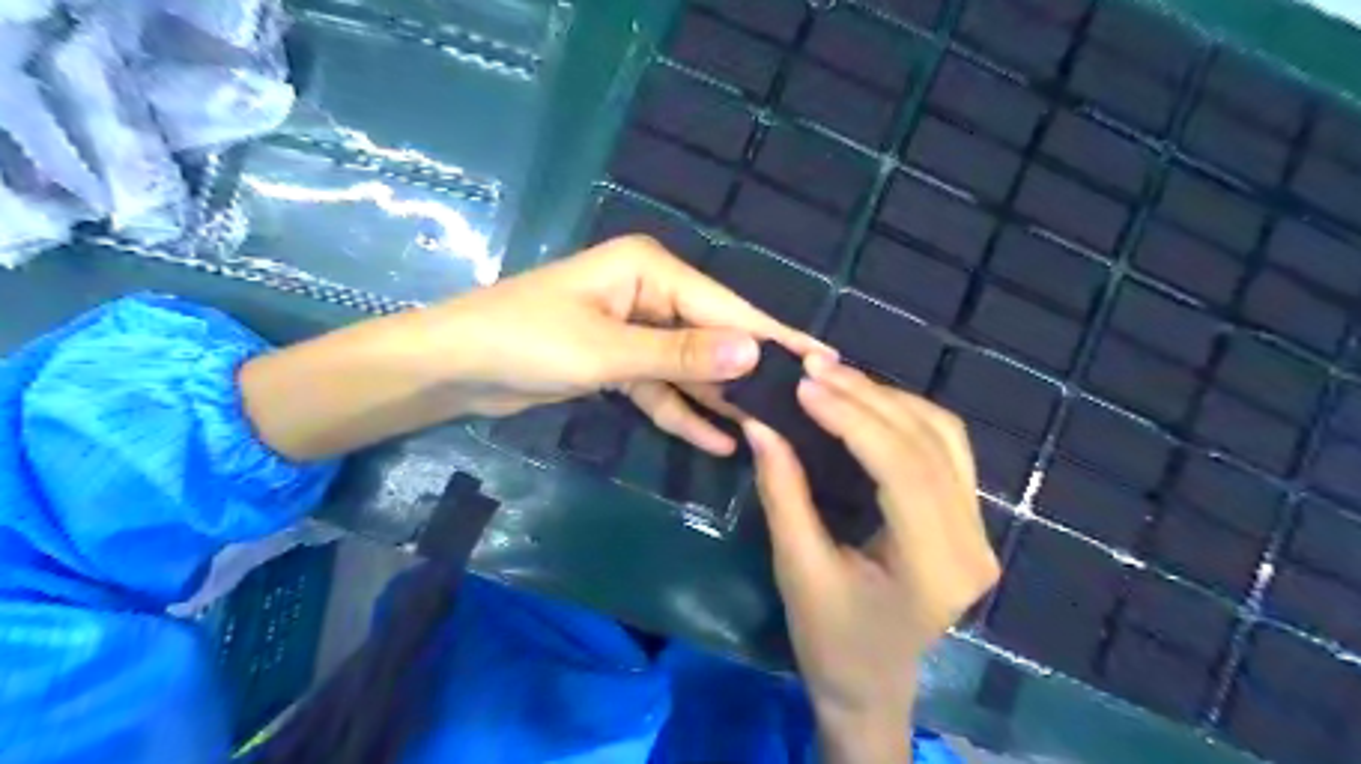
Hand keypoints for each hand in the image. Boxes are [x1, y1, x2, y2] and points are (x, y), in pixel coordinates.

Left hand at [418, 235, 816, 453]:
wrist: (451, 369)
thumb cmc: (524, 342)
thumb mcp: (606, 351)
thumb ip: (681, 355)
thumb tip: (754, 354)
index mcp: (649, 270)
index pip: (725, 308)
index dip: (773, 338)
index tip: (824, 362)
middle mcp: (649, 292)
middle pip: (712, 337)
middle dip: (749, 374)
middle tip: (801, 407)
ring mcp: (634, 329)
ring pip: (689, 367)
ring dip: (719, 399)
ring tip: (767, 430)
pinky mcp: (618, 362)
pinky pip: (662, 387)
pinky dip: (683, 412)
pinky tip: (718, 439)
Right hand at [744, 356, 997, 757]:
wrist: (871, 686)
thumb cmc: (831, 641)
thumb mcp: (798, 570)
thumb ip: (783, 493)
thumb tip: (761, 424)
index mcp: (935, 565)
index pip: (902, 467)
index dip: (853, 417)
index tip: (805, 385)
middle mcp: (972, 541)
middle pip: (927, 443)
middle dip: (867, 397)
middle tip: (813, 370)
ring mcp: (979, 529)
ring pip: (944, 435)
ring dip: (888, 399)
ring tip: (834, 379)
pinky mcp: (969, 519)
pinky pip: (946, 448)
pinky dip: (905, 416)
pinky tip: (867, 402)